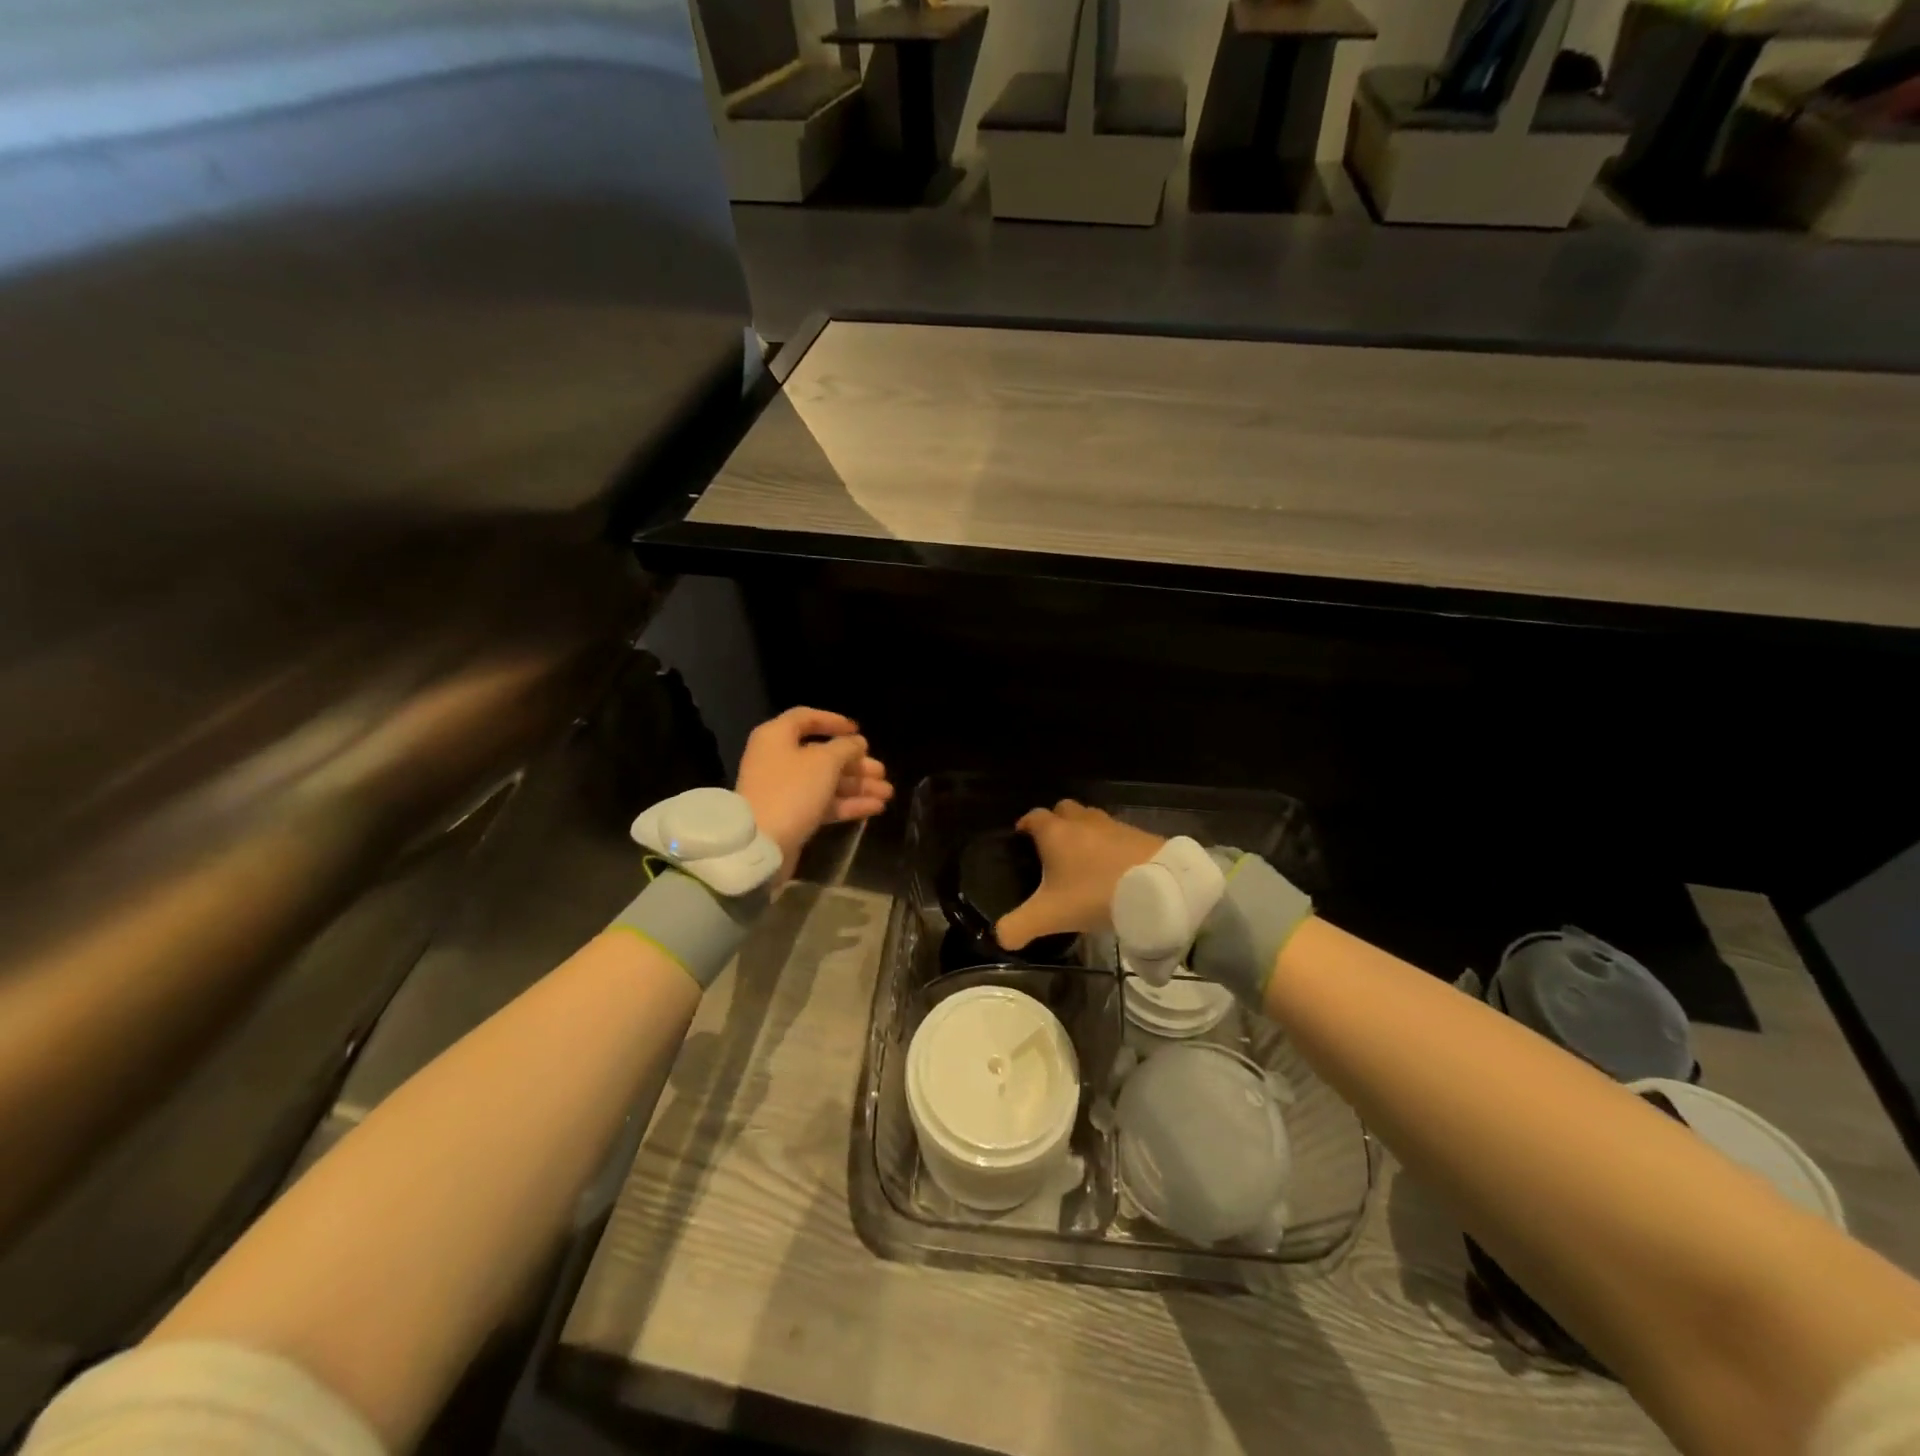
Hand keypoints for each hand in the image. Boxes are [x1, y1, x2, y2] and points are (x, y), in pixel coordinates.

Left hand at [734, 708, 892, 880]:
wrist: (761, 843)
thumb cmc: (792, 790)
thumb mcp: (825, 762)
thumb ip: (846, 748)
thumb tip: (857, 743)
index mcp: (777, 737)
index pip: (806, 718)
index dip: (834, 722)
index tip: (858, 731)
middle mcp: (778, 759)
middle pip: (822, 754)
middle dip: (856, 763)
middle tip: (882, 771)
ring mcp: (784, 789)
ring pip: (826, 781)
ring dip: (858, 785)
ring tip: (887, 793)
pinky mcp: (791, 814)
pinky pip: (823, 802)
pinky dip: (847, 804)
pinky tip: (875, 808)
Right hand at [995, 800, 1164, 950]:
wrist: (1157, 887)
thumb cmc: (1095, 894)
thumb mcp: (1051, 916)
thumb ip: (1019, 926)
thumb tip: (999, 937)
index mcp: (1055, 833)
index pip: (1033, 817)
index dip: (1025, 825)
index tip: (1020, 837)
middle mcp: (1082, 821)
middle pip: (1063, 810)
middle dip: (1055, 822)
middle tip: (1052, 847)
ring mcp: (1112, 825)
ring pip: (1090, 819)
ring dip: (1083, 832)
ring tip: (1082, 857)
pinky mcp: (1138, 835)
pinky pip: (1115, 833)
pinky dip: (1108, 844)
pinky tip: (1111, 866)